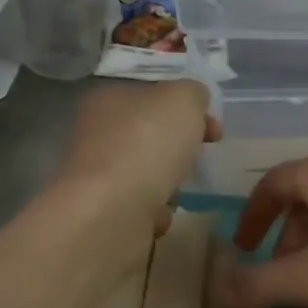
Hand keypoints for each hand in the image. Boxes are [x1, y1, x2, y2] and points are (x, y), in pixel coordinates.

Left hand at [56, 81, 219, 234]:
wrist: (113, 210)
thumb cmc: (147, 143)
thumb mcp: (183, 99)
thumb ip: (192, 93)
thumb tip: (193, 100)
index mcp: (107, 98)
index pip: (150, 94)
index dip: (185, 106)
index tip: (211, 125)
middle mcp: (96, 134)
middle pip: (149, 136)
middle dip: (178, 149)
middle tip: (198, 157)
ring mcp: (97, 175)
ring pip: (145, 174)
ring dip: (167, 184)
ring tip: (174, 191)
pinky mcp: (102, 211)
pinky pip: (140, 208)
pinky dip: (153, 212)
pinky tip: (157, 214)